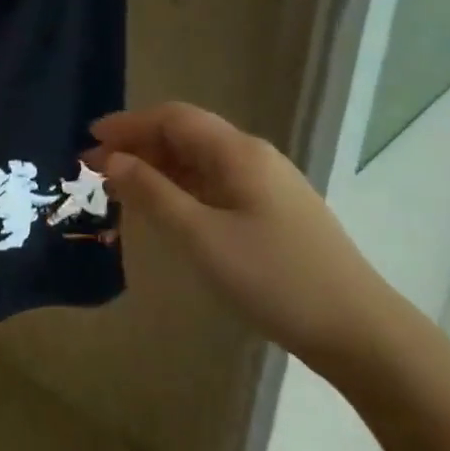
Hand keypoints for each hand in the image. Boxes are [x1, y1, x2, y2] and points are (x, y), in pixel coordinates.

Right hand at [90, 104, 401, 372]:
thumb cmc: (273, 278)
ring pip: (200, 161)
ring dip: (157, 167)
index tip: (90, 139)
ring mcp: (267, 185)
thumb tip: (112, 160)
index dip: (129, 124)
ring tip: (120, 188)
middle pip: (186, 135)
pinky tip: (164, 209)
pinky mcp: (273, 212)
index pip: (173, 118)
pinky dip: (180, 187)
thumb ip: (152, 193)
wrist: (359, 332)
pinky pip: (214, 184)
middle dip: (138, 145)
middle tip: (95, 168)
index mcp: (238, 153)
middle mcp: (253, 157)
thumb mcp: (200, 236)